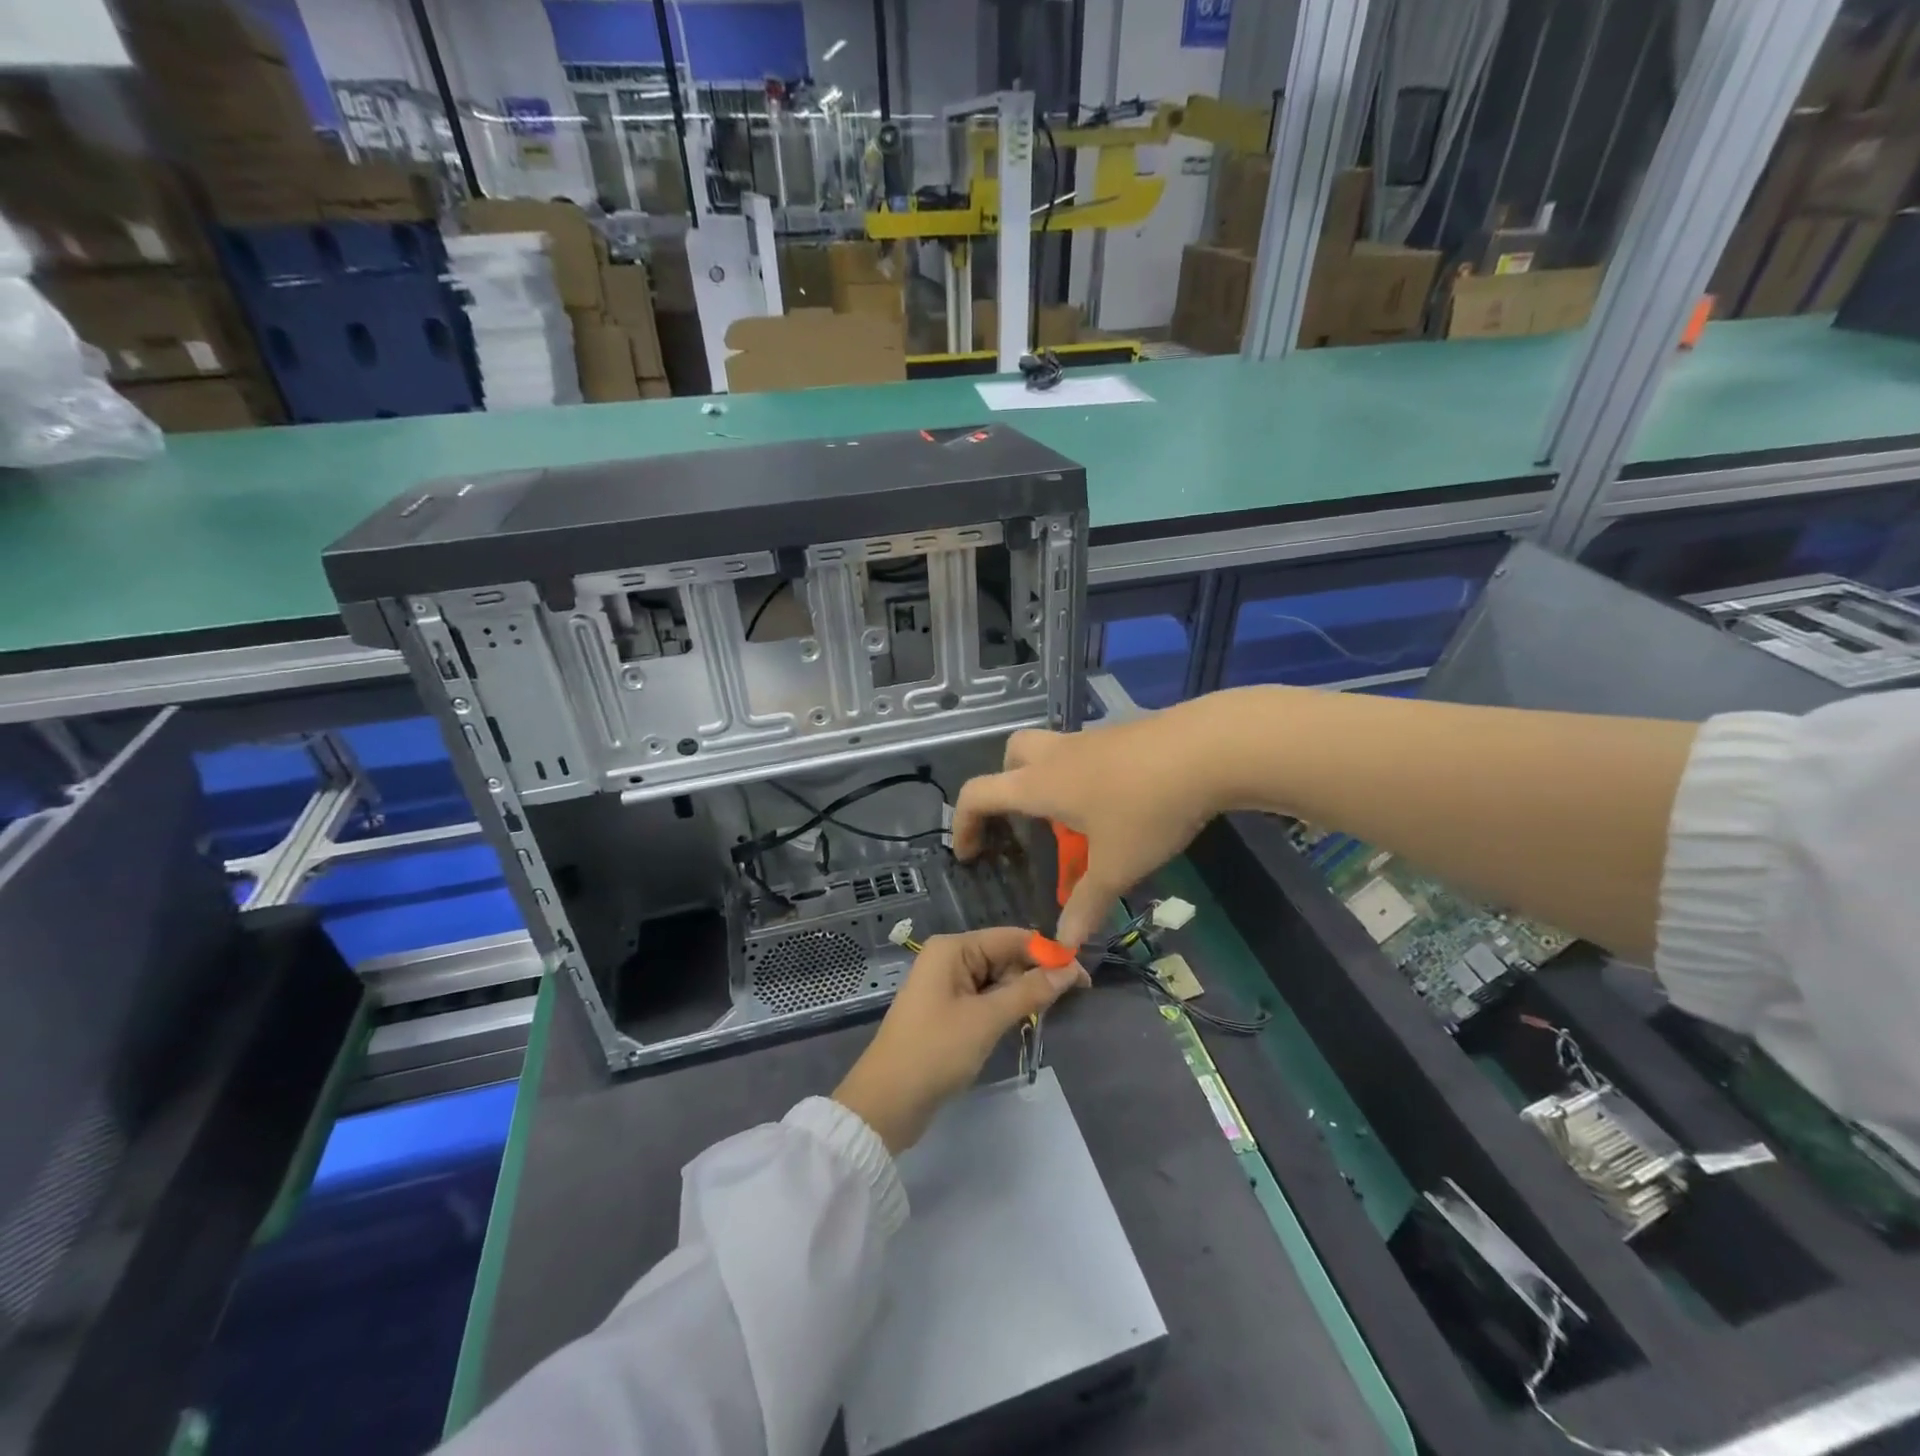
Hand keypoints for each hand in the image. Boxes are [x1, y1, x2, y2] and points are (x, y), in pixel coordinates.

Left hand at [833, 927, 1084, 1152]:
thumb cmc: (935, 1052)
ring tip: (1050, 1013)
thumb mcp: (986, 1020)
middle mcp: (949, 958)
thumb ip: (1029, 992)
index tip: (1083, 975)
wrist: (886, 1103)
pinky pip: (986, 998)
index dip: (1048, 953)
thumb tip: (1070, 970)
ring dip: (1023, 993)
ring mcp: (947, 985)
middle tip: (1074, 998)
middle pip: (1005, 956)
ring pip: (998, 979)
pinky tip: (1025, 1020)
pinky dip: (1006, 1007)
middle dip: (1036, 974)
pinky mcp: (948, 1010)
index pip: (1011, 938)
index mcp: (953, 948)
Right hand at [953, 706, 1224, 947]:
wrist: (1208, 748)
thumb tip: (1063, 944)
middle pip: (1011, 756)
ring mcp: (1090, 739)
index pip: (979, 794)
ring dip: (1049, 783)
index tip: (970, 853)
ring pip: (1051, 752)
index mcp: (1039, 784)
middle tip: (1024, 822)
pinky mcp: (1122, 734)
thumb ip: (1086, 904)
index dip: (964, 823)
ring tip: (1077, 822)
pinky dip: (1084, 777)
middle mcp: (1056, 755)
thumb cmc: (1147, 808)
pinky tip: (1118, 805)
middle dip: (1005, 787)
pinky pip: (1085, 754)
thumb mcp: (1116, 865)